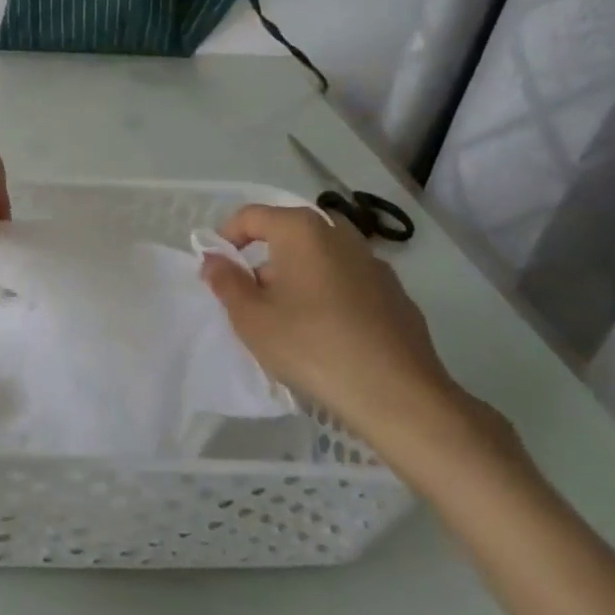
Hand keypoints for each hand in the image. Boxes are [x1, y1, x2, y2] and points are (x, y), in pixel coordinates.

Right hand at [200, 205, 497, 467]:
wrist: (399, 397)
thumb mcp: (251, 317)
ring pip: (320, 259)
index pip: (251, 216)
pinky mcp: (396, 296)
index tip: (218, 272)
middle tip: (251, 299)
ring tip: (288, 321)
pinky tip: (327, 336)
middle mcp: (341, 235)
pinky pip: (347, 283)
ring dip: (297, 278)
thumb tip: (215, 259)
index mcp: (302, 230)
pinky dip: (328, 296)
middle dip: (264, 260)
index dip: (226, 239)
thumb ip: (226, 281)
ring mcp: (374, 264)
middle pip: (288, 235)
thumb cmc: (312, 346)